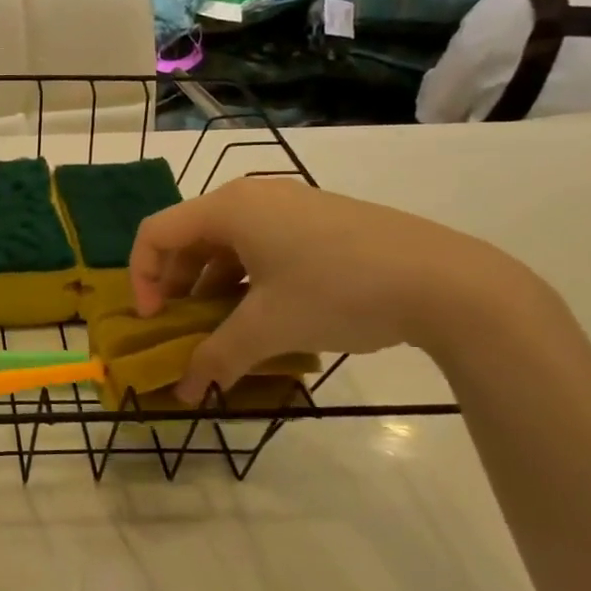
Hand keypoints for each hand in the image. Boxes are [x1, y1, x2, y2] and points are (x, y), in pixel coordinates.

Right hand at [130, 177, 536, 400]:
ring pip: (227, 243)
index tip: (154, 320)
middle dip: (176, 285)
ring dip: (211, 285)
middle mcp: (252, 197)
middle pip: (189, 237)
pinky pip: (261, 245)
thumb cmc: (339, 292)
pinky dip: (246, 278)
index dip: (141, 278)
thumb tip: (184, 393)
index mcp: (228, 209)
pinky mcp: (320, 220)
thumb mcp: (269, 329)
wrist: (450, 282)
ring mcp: (290, 205)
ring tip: (224, 328)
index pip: (156, 234)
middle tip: (183, 327)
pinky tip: (266, 314)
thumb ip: (217, 358)